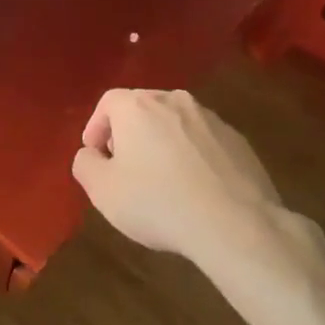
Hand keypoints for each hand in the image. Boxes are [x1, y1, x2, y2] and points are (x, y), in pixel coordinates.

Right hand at [70, 88, 284, 263]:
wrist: (235, 223)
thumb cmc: (157, 202)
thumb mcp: (103, 190)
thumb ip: (86, 165)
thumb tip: (90, 154)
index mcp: (138, 106)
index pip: (108, 103)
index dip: (96, 127)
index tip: (95, 155)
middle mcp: (175, 101)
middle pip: (143, 108)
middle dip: (129, 134)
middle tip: (124, 166)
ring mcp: (211, 119)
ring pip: (176, 124)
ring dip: (162, 144)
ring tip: (161, 180)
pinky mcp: (238, 141)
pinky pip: (204, 142)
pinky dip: (192, 157)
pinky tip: (194, 189)